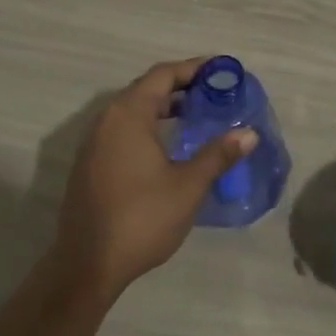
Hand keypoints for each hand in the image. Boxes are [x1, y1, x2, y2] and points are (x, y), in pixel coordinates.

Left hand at [50, 58, 256, 300]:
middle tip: (214, 93)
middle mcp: (107, 120)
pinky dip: (148, 125)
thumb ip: (218, 155)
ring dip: (163, 107)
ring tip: (197, 115)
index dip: (193, 68)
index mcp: (129, 115)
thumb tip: (249, 133)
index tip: (220, 71)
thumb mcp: (188, 186)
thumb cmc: (141, 219)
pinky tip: (168, 145)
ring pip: (133, 110)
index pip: (163, 75)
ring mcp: (94, 143)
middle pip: (146, 88)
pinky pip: (123, 129)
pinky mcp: (90, 164)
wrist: (86, 267)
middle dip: (181, 86)